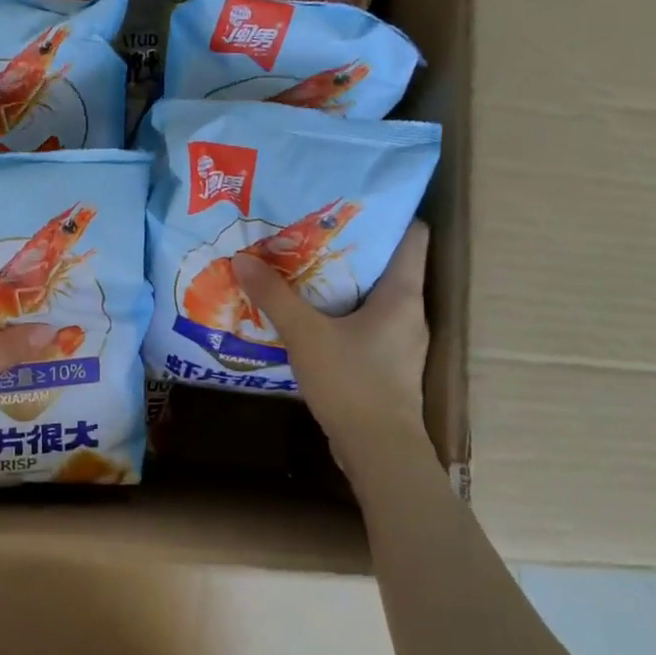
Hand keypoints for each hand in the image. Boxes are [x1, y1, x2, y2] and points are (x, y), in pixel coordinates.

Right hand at [234, 223, 430, 457]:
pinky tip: (308, 316)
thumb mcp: (306, 334)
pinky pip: (364, 324)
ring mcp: (400, 340)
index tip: (348, 203)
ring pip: (373, 296)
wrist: (378, 451)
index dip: (387, 213)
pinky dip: (340, 313)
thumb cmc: (352, 382)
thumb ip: (275, 296)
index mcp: (403, 294)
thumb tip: (242, 259)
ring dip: (341, 283)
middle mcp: (409, 311)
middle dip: (349, 247)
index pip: (412, 235)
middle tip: (308, 232)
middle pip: (387, 264)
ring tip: (301, 268)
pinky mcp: (386, 363)